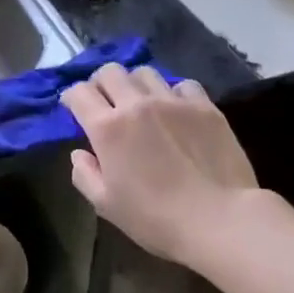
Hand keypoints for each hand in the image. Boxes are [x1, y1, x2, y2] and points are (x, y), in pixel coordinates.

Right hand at [60, 64, 267, 267]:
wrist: (221, 221)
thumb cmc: (157, 218)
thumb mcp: (106, 205)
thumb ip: (84, 174)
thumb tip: (80, 154)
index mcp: (107, 127)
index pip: (78, 92)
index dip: (72, 98)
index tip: (75, 110)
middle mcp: (136, 104)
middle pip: (109, 72)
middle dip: (101, 83)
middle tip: (106, 103)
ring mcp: (172, 101)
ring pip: (144, 72)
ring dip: (136, 84)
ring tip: (142, 103)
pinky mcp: (204, 107)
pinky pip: (182, 85)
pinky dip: (173, 93)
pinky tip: (177, 110)